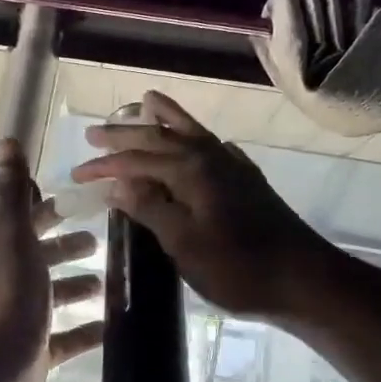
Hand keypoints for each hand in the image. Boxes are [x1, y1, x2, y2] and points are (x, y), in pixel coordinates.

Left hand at [0, 138, 104, 381]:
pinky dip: (85, 331)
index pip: (25, 223)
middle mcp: (7, 286)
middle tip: (100, 240)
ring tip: (109, 281)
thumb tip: (6, 140)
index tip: (76, 201)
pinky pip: (65, 340)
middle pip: (39, 259)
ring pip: (52, 299)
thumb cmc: (5, 303)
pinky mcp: (35, 358)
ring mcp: (20, 324)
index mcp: (0, 255)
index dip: (47, 210)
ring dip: (77, 287)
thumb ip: (13, 195)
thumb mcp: (12, 241)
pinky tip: (110, 326)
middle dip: (66, 248)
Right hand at [72, 91, 335, 320]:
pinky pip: (212, 146)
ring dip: (165, 118)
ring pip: (191, 132)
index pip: (136, 160)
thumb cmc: (238, 268)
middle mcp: (210, 157)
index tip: (77, 174)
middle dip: (125, 134)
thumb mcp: (184, 244)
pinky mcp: (247, 180)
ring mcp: (232, 166)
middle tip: (94, 133)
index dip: (105, 167)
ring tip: (146, 101)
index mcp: (190, 171)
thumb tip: (117, 185)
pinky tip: (195, 142)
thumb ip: (150, 209)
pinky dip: (195, 137)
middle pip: (160, 137)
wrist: (304, 280)